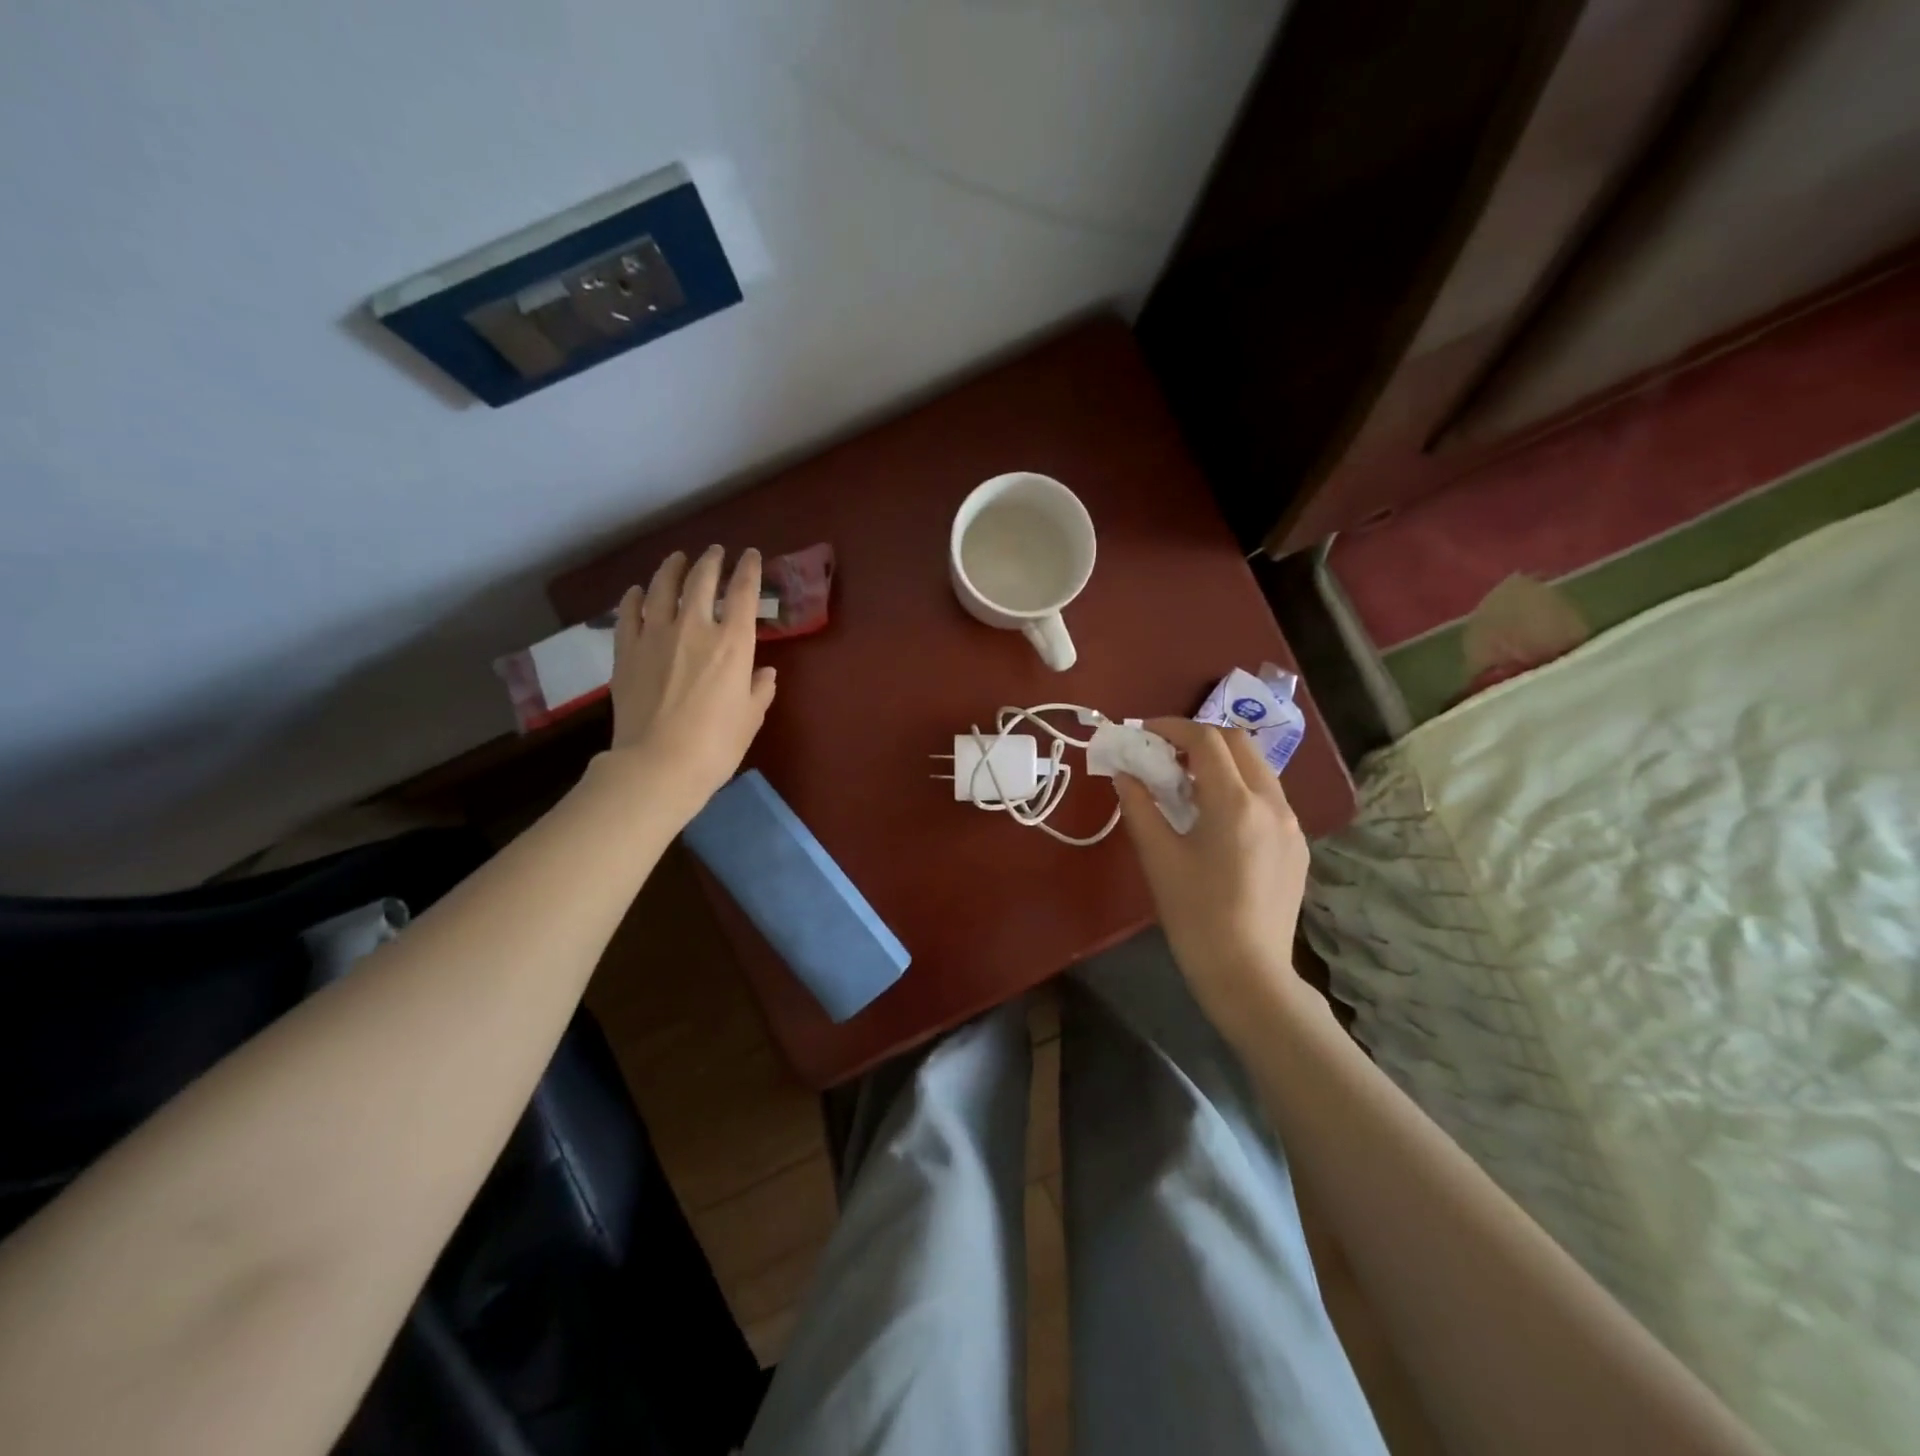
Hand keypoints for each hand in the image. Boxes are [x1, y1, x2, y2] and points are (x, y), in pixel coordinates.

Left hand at [605, 545, 776, 813]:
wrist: (658, 764)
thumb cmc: (716, 745)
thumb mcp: (751, 718)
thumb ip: (760, 689)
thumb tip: (764, 672)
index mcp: (733, 643)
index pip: (743, 593)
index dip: (748, 569)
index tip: (751, 555)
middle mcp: (694, 628)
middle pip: (701, 580)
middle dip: (711, 561)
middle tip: (715, 552)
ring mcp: (655, 636)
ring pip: (662, 588)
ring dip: (672, 568)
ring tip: (677, 559)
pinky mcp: (626, 651)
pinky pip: (628, 613)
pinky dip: (635, 597)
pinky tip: (638, 592)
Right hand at [1115, 717, 1313, 1034]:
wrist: (1248, 972)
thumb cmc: (1195, 915)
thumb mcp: (1158, 857)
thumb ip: (1139, 806)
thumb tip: (1125, 774)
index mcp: (1235, 803)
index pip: (1206, 739)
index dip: (1172, 727)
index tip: (1144, 732)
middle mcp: (1272, 803)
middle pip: (1239, 742)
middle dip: (1199, 738)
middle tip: (1165, 754)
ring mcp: (1292, 824)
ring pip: (1258, 768)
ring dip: (1222, 762)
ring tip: (1188, 784)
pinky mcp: (1298, 846)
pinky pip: (1268, 797)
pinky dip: (1240, 788)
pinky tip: (1216, 818)